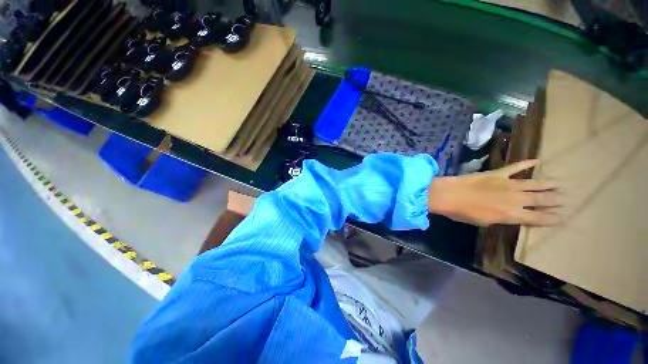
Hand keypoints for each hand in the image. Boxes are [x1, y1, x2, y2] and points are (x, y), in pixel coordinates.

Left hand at [428, 160, 561, 226]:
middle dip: (555, 200)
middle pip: (540, 199)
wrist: (448, 195)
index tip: (564, 216)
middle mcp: (515, 199)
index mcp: (511, 215)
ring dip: (548, 183)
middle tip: (567, 199)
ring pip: (534, 183)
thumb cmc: (462, 212)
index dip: (552, 218)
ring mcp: (507, 184)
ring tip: (561, 184)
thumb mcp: (484, 221)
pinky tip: (538, 160)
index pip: (537, 218)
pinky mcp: (497, 173)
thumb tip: (512, 215)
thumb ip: (501, 218)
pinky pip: (515, 167)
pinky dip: (527, 163)